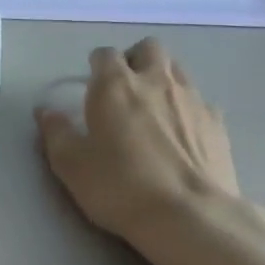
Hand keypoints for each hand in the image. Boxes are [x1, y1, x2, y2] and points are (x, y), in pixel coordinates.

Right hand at [36, 39, 239, 241]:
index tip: (91, 86)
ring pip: (177, 70)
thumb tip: (46, 111)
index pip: (105, 54)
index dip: (96, 66)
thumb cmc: (119, 186)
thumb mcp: (71, 164)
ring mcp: (192, 99)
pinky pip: (200, 102)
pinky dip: (188, 110)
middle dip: (135, 60)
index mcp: (115, 85)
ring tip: (153, 111)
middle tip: (125, 88)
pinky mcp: (218, 123)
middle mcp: (156, 81)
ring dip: (163, 80)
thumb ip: (55, 132)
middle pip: (149, 48)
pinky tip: (182, 136)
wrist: (189, 215)